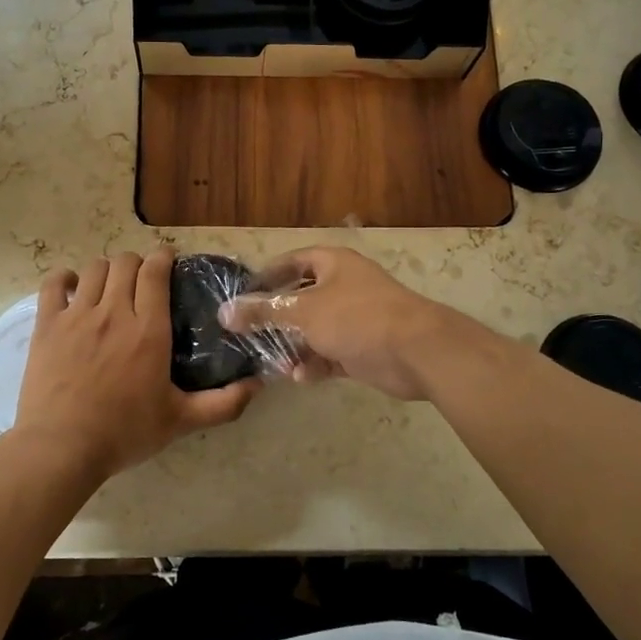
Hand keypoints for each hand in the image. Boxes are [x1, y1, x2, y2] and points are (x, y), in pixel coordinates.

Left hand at [14, 249, 258, 478]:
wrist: (62, 447)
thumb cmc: (125, 432)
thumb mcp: (181, 421)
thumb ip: (224, 403)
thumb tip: (259, 385)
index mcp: (149, 329)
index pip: (155, 271)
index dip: (163, 257)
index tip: (169, 261)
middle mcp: (114, 311)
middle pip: (125, 262)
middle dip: (137, 263)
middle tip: (142, 281)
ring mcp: (77, 315)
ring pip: (94, 269)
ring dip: (106, 271)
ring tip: (111, 286)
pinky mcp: (48, 325)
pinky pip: (54, 284)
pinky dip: (65, 279)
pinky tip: (72, 288)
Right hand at [219, 246, 451, 400]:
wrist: (416, 352)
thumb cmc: (357, 318)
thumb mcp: (303, 313)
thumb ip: (263, 312)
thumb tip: (224, 312)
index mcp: (333, 264)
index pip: (292, 262)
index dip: (267, 275)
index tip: (242, 295)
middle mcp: (344, 287)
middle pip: (301, 299)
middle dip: (277, 319)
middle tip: (249, 335)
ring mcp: (355, 319)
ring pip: (314, 331)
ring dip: (294, 347)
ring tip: (274, 363)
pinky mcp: (363, 349)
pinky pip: (330, 354)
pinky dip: (315, 364)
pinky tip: (300, 377)